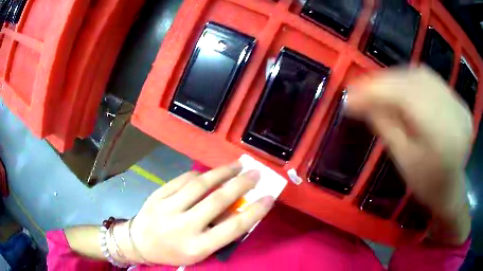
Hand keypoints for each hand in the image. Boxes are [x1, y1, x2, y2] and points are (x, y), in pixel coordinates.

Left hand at [115, 161, 273, 265]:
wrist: (139, 243)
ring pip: (200, 185)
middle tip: (255, 173)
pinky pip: (182, 180)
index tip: (268, 197)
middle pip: (217, 201)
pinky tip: (209, 173)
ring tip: (237, 165)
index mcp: (196, 247)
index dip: (254, 212)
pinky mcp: (158, 195)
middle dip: (240, 184)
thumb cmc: (173, 252)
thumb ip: (218, 234)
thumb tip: (238, 209)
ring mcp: (168, 208)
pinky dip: (199, 175)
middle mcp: (183, 227)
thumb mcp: (198, 252)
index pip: (231, 228)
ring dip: (222, 172)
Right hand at [346, 67, 471, 244]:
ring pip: (422, 75)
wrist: (451, 188)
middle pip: (413, 82)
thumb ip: (384, 125)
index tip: (348, 95)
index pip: (405, 97)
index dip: (375, 91)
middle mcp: (453, 111)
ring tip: (380, 87)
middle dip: (384, 81)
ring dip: (397, 77)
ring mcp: (459, 103)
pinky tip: (403, 87)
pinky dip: (413, 79)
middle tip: (360, 88)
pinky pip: (432, 80)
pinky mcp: (459, 100)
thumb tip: (356, 100)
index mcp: (441, 135)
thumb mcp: (402, 159)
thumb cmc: (425, 183)